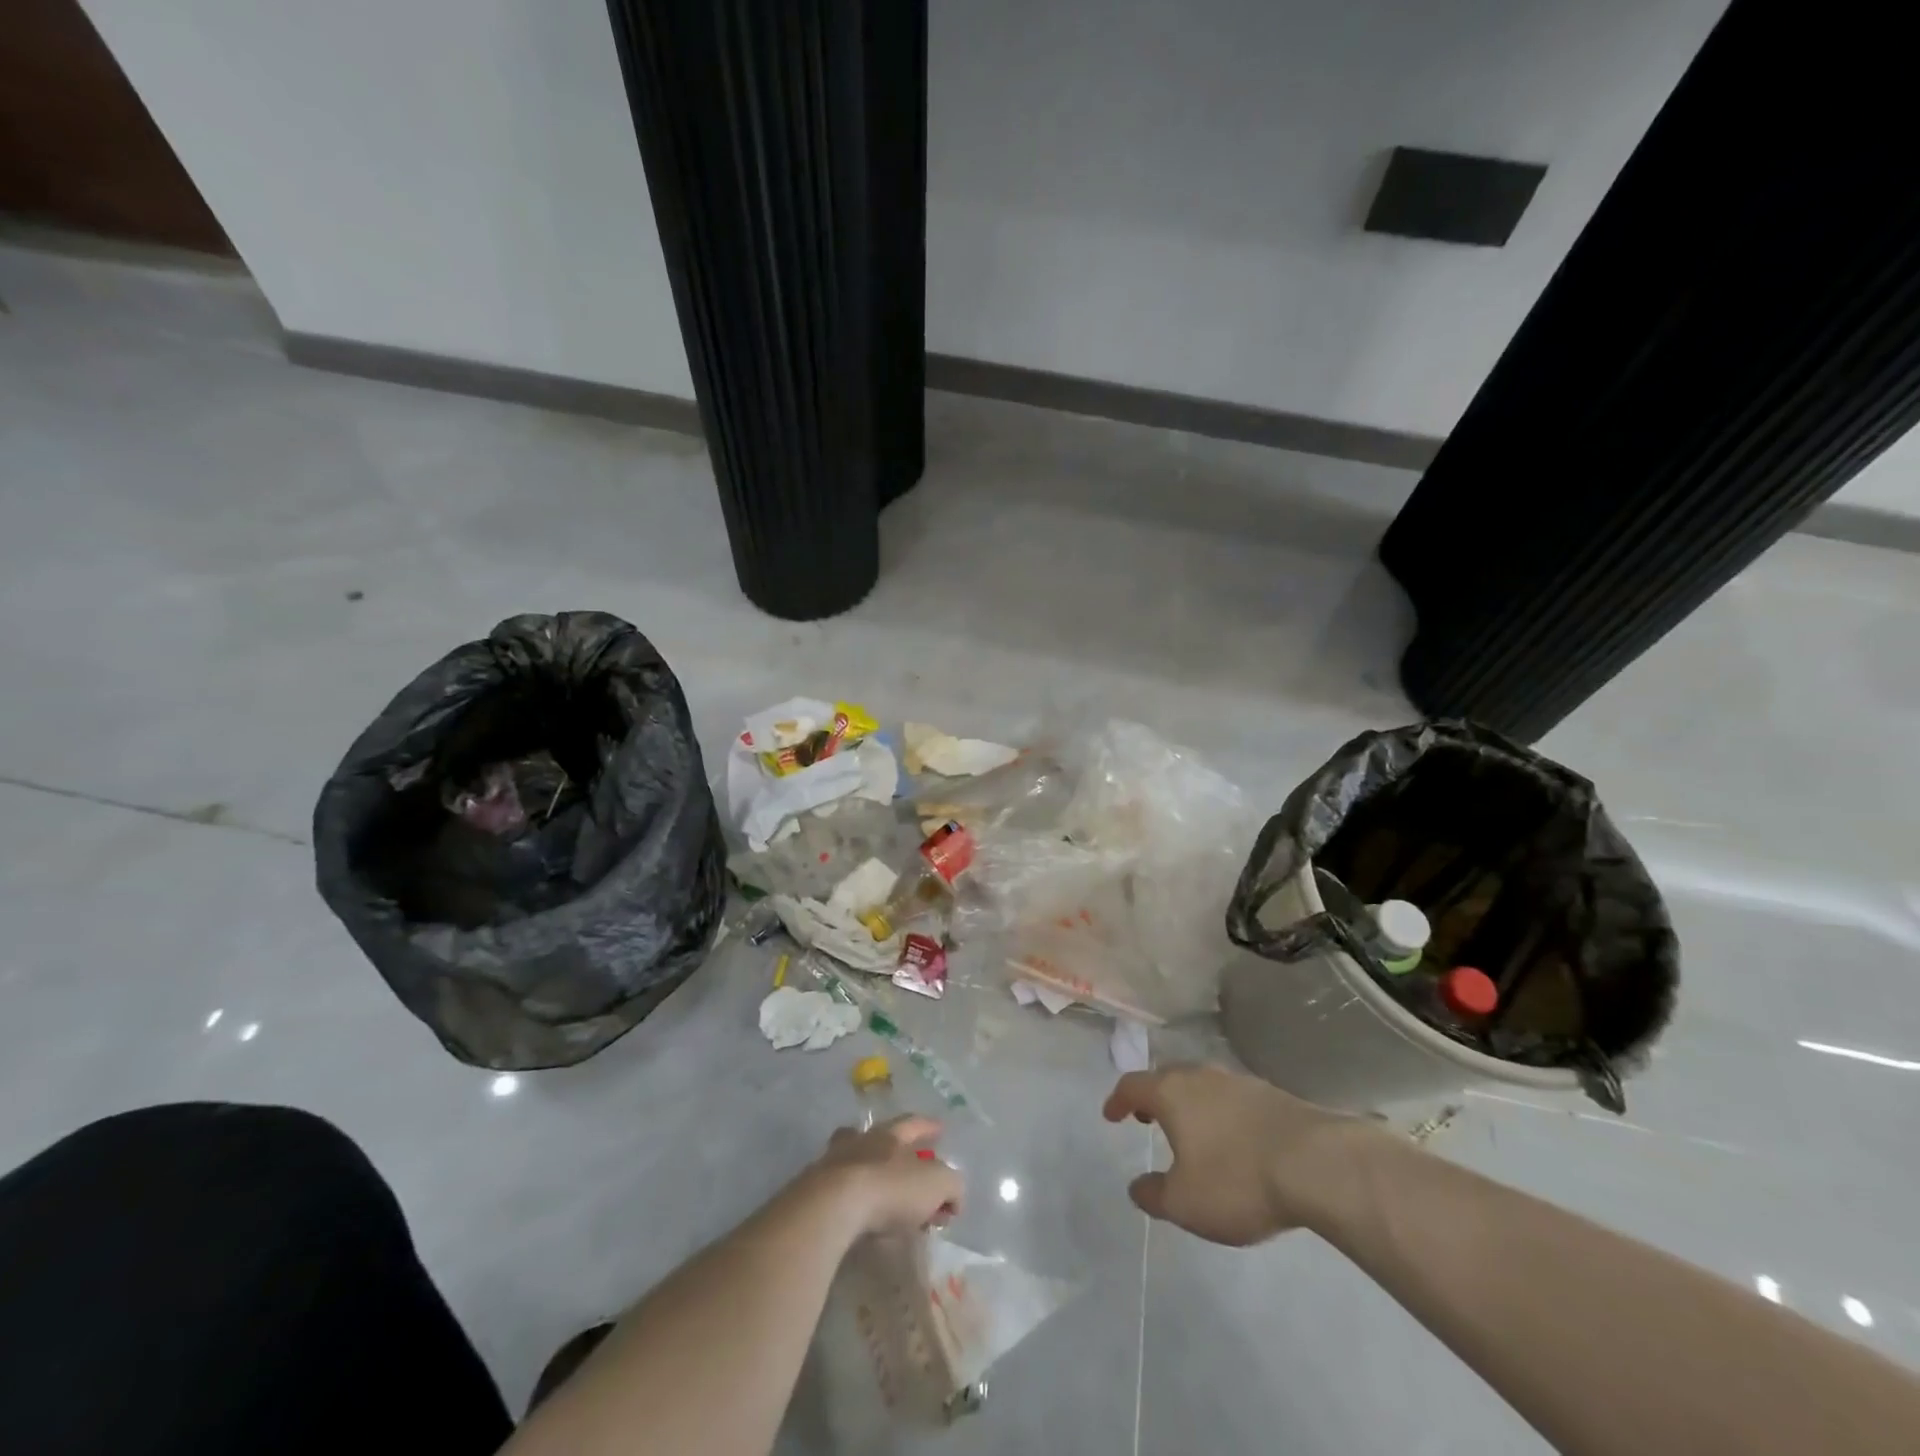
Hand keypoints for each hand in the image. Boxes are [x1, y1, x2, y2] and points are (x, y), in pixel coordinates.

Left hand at [807, 1115, 963, 1237]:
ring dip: (868, 1172)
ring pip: (853, 1160)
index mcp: (890, 1135)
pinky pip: (837, 1191)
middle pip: (877, 1137)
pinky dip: (850, 1199)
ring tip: (879, 1194)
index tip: (940, 1128)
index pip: (913, 1123)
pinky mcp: (813, 1192)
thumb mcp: (936, 1184)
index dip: (928, 1126)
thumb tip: (953, 1196)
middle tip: (907, 1163)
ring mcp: (832, 1164)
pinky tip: (857, 1216)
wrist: (832, 1208)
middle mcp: (860, 1141)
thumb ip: (951, 1185)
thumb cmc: (890, 1188)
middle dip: (892, 1147)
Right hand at [1103, 1064, 1375, 1245]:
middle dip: (1153, 1097)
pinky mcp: (1272, 1094)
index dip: (1117, 1100)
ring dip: (1190, 1104)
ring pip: (1202, 1085)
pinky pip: (1232, 1098)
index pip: (1132, 1085)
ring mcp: (1239, 1081)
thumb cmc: (1237, 1179)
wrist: (1318, 1163)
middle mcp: (1201, 1076)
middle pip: (1167, 1077)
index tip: (1110, 1115)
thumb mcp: (1185, 1203)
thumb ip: (1155, 1195)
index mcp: (1171, 1092)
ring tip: (1191, 1130)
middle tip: (1147, 1118)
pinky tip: (1233, 1138)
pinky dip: (1221, 1112)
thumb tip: (1137, 1187)